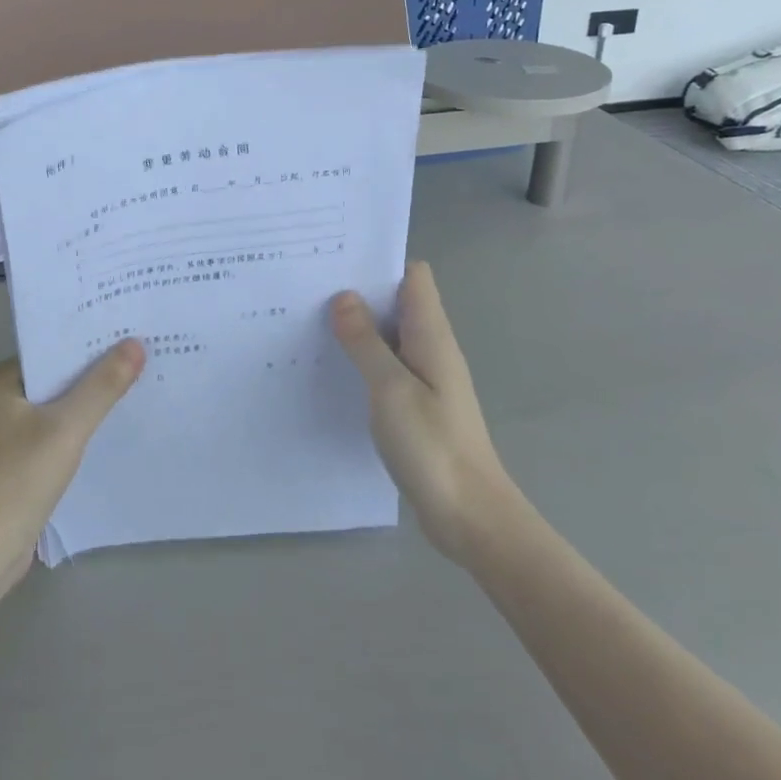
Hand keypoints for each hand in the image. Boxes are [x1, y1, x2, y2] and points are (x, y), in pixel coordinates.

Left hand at [0, 343, 144, 599]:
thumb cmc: (18, 479)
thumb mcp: (68, 427)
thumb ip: (102, 386)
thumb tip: (135, 343)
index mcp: (3, 380)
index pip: (53, 347)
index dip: (90, 340)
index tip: (128, 331)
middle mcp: (0, 400)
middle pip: (56, 376)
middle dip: (94, 371)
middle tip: (142, 356)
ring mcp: (6, 435)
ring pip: (57, 407)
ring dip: (88, 403)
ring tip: (135, 387)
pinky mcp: (15, 465)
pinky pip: (54, 435)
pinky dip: (78, 431)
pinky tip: (110, 431)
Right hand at [329, 262, 512, 567]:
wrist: (471, 516)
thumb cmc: (433, 446)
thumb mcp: (391, 389)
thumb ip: (366, 342)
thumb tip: (344, 296)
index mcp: (431, 336)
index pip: (413, 277)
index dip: (380, 263)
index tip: (338, 262)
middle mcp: (431, 348)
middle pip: (397, 302)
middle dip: (359, 292)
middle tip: (309, 290)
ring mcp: (426, 378)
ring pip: (389, 335)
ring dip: (357, 328)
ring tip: (309, 322)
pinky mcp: (417, 404)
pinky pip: (387, 366)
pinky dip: (363, 360)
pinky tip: (332, 368)